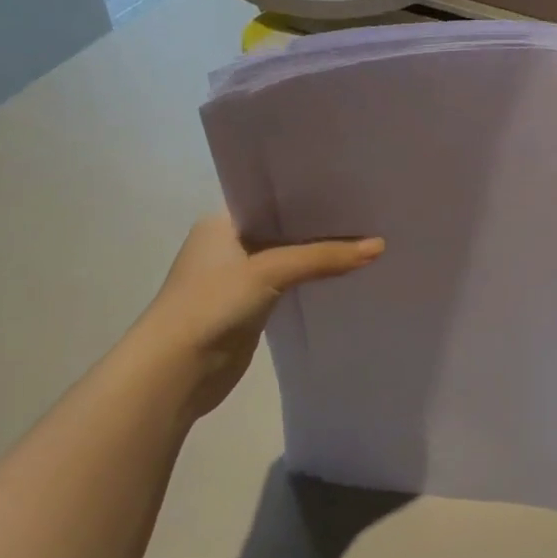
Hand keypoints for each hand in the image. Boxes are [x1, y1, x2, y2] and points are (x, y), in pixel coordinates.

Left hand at [136, 214, 382, 424]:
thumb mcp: (270, 270)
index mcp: (222, 221)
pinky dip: (312, 279)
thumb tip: (380, 246)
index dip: (309, 192)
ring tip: (366, 239)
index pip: (272, 197)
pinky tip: (345, 273)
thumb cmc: (212, 304)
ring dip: (318, 254)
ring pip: (288, 256)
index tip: (350, 186)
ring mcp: (238, 277)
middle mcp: (229, 243)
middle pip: (283, 227)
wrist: (176, 370)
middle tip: (368, 212)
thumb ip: (323, 257)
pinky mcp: (250, 307)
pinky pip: (288, 284)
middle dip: (320, 224)